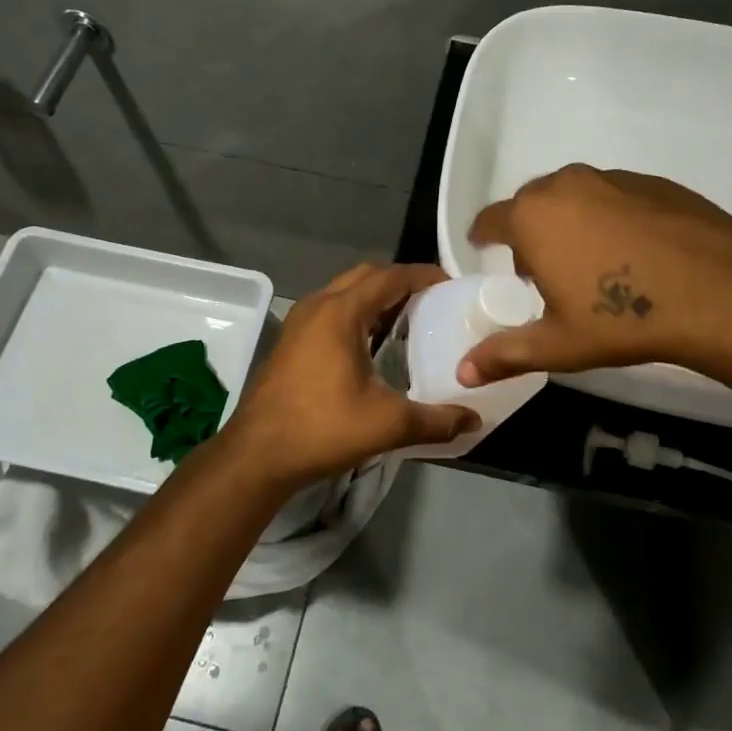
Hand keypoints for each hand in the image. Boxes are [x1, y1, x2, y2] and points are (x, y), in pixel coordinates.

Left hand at [223, 263, 480, 489]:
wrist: (258, 455)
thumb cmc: (322, 429)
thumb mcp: (387, 424)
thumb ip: (436, 420)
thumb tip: (474, 420)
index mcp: (341, 313)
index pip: (389, 277)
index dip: (422, 275)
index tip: (451, 284)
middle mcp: (317, 306)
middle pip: (365, 276)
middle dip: (399, 282)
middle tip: (432, 301)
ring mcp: (299, 322)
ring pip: (344, 292)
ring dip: (375, 297)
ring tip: (408, 318)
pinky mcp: (291, 340)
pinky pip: (331, 310)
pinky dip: (357, 313)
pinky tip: (373, 343)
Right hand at [458, 164, 731, 386]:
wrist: (720, 291)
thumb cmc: (622, 317)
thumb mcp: (558, 344)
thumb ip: (505, 354)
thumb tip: (462, 372)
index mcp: (533, 217)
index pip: (490, 219)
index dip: (484, 237)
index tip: (485, 251)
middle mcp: (566, 185)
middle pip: (531, 204)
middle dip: (528, 232)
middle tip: (542, 271)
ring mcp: (612, 178)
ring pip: (574, 196)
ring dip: (569, 222)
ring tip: (591, 263)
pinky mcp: (653, 182)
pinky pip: (613, 196)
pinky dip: (609, 217)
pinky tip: (633, 253)